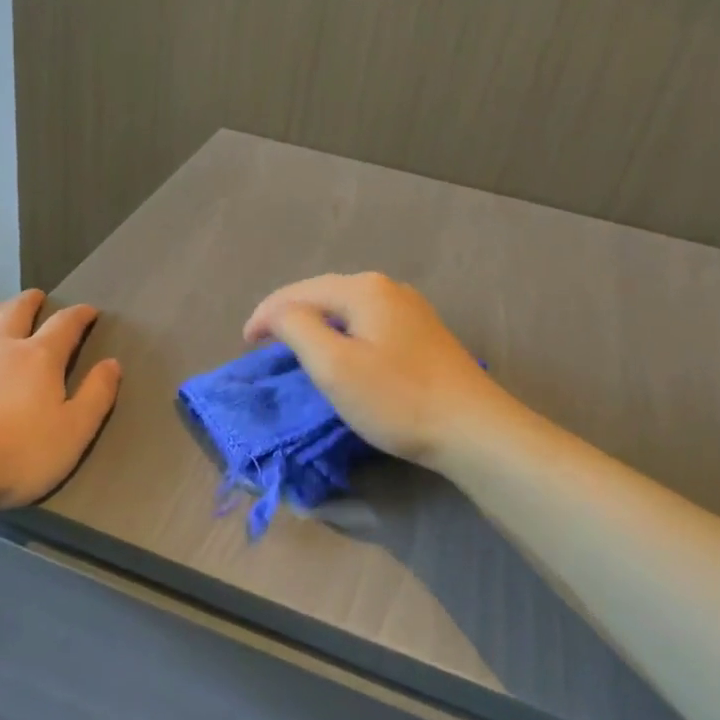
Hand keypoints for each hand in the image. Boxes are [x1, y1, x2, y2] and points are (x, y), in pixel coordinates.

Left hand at [0, 289, 121, 508]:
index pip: (65, 324)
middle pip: (17, 311)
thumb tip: (112, 363)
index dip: (79, 315)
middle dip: (31, 301)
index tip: (89, 311)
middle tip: (37, 297)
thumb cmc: (17, 455)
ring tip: (1, 313)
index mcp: (39, 358)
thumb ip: (96, 395)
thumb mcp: (74, 432)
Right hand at [243, 272, 508, 468]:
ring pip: (347, 308)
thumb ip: (297, 328)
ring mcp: (411, 310)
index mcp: (363, 289)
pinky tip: (342, 351)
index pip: (298, 292)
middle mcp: (388, 288)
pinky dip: (343, 333)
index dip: (266, 314)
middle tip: (265, 341)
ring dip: (317, 322)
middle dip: (290, 313)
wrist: (474, 430)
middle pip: (324, 293)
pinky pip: (368, 323)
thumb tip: (279, 313)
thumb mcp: (334, 365)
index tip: (245, 344)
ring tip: (296, 344)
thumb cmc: (396, 399)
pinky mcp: (423, 335)